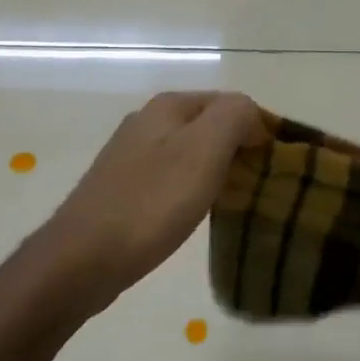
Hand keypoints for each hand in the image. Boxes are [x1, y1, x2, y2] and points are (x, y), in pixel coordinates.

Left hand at [33, 91, 262, 316]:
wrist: (84, 257)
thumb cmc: (151, 202)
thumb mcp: (204, 149)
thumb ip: (233, 116)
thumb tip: (250, 114)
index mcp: (168, 107)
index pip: (230, 102)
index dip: (258, 128)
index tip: (275, 166)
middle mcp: (146, 122)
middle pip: (208, 126)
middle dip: (237, 149)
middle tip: (259, 186)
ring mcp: (130, 156)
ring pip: (189, 153)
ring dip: (215, 171)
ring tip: (234, 201)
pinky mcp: (123, 188)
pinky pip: (170, 178)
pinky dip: (191, 189)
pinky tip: (195, 213)